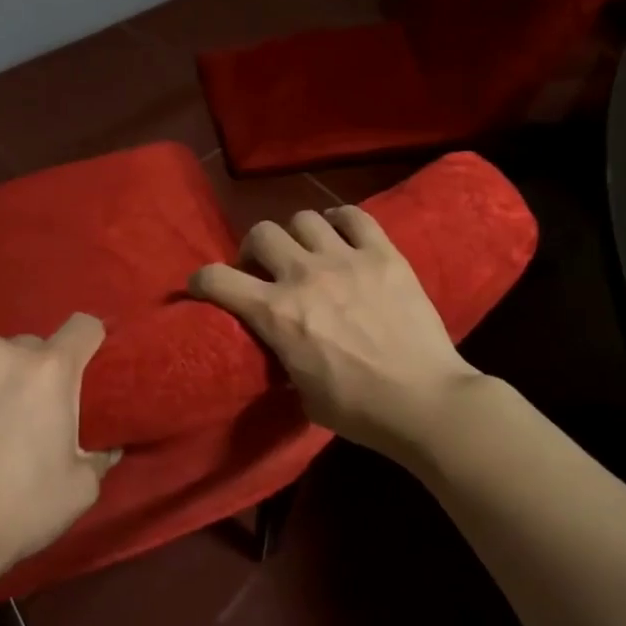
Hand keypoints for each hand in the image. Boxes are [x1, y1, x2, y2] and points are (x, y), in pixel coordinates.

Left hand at [0, 313, 118, 586]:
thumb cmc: (21, 510)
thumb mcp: (81, 488)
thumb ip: (99, 455)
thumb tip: (105, 446)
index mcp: (49, 370)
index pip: (83, 327)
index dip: (88, 343)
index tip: (83, 366)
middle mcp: (1, 353)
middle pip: (29, 347)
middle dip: (32, 373)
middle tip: (25, 413)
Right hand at [189, 206, 479, 457]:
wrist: (424, 401)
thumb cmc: (358, 409)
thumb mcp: (301, 392)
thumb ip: (283, 356)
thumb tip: (281, 341)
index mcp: (277, 314)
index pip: (217, 279)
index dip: (201, 279)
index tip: (203, 285)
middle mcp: (304, 276)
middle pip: (261, 233)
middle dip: (254, 250)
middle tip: (266, 269)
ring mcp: (346, 259)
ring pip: (303, 218)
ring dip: (296, 235)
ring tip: (307, 251)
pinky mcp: (384, 254)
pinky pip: (354, 216)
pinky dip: (341, 220)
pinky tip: (341, 234)